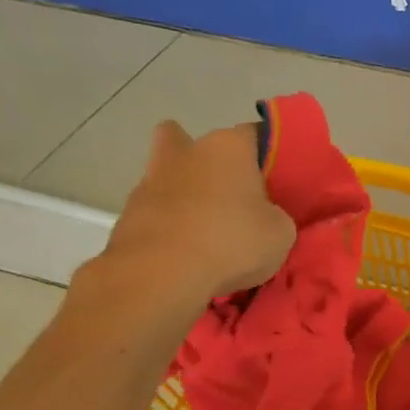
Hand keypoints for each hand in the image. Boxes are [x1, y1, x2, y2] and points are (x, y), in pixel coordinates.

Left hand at [77, 120, 295, 332]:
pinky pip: (157, 210)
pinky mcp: (129, 213)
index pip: (257, 134)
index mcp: (229, 147)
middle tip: (231, 194)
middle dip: (210, 162)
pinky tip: (185, 249)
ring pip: (169, 174)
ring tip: (205, 226)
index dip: (269, 155)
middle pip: (196, 142)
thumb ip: (276, 216)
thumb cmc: (231, 242)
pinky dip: (169, 223)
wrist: (160, 275)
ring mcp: (151, 180)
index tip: (278, 180)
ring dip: (184, 192)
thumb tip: (264, 216)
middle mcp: (188, 151)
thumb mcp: (280, 234)